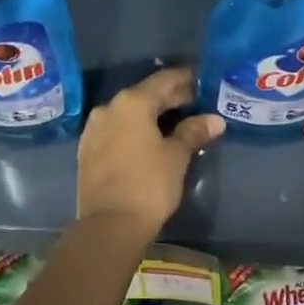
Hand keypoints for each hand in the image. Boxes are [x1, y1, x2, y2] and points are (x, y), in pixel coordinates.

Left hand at [76, 67, 223, 237]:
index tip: (203, 80)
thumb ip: (193, 132)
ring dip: (152, 114)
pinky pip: (118, 129)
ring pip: (130, 112)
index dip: (186, 79)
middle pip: (146, 94)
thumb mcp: (176, 156)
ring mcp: (94, 129)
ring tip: (177, 122)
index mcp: (132, 102)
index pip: (164, 80)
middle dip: (171, 97)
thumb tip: (214, 120)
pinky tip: (152, 139)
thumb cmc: (149, 185)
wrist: (109, 225)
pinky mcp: (88, 149)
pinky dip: (136, 129)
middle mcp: (109, 108)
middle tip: (196, 102)